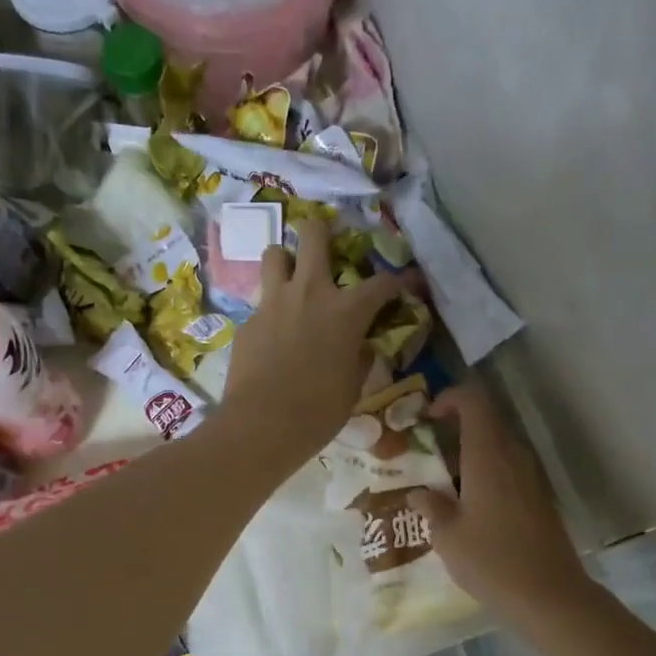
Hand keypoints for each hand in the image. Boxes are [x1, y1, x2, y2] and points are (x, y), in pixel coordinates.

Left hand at [222, 219, 401, 467]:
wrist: (263, 425)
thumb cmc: (319, 411)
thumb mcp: (353, 386)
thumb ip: (359, 357)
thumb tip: (361, 346)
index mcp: (346, 311)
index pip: (383, 282)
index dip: (400, 280)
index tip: (407, 283)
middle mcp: (309, 293)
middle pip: (313, 234)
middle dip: (322, 231)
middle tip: (326, 245)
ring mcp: (273, 302)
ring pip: (274, 254)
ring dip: (286, 261)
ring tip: (291, 280)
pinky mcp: (248, 321)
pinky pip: (260, 301)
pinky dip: (271, 309)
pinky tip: (273, 333)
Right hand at [408, 386, 595, 623]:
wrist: (551, 596)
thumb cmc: (492, 562)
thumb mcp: (448, 537)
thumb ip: (431, 507)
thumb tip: (419, 493)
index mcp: (487, 456)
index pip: (473, 402)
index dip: (449, 398)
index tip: (426, 417)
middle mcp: (512, 457)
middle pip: (486, 422)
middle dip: (454, 428)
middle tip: (427, 453)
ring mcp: (531, 477)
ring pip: (497, 447)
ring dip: (470, 454)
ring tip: (443, 483)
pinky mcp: (539, 498)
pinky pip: (508, 469)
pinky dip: (486, 474)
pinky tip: (469, 506)